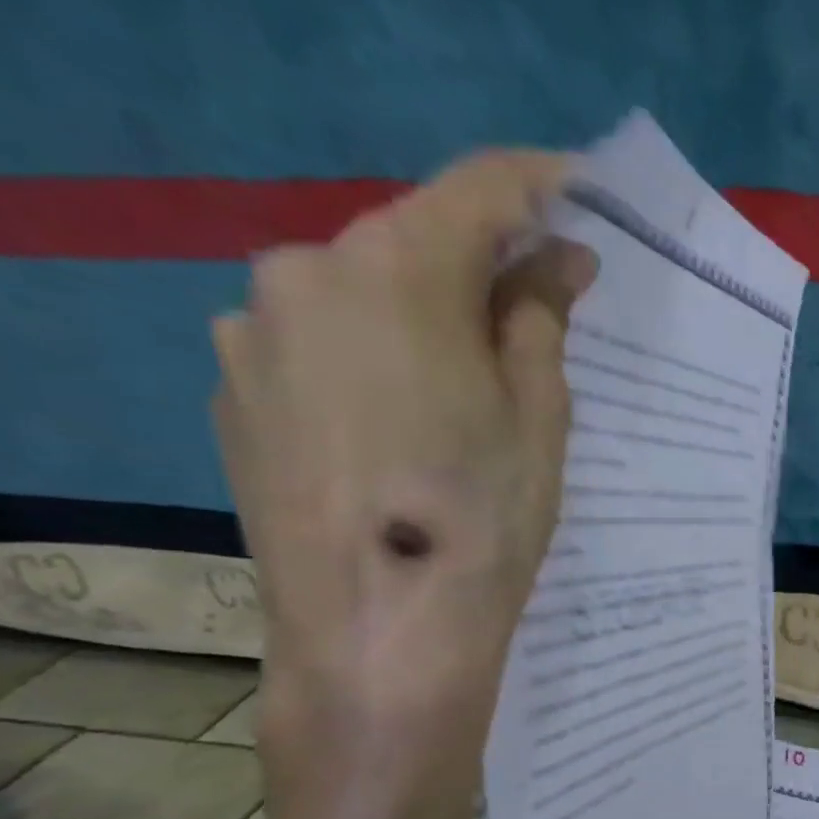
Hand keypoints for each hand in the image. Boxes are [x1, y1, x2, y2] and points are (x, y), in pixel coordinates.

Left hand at [210, 150, 597, 751]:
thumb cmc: (484, 521)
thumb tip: (558, 258)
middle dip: (481, 267)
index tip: (583, 190)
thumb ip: (540, 319)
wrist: (380, 634)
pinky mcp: (235, 391)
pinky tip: (406, 433)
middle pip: (411, 244)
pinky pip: (321, 348)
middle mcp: (303, 274)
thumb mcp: (540, 417)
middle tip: (542, 317)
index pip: (477, 189)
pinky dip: (375, 361)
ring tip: (472, 398)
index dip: (538, 184)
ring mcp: (253, 333)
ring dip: (424, 318)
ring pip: (361, 297)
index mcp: (394, 270)